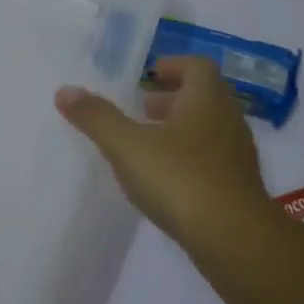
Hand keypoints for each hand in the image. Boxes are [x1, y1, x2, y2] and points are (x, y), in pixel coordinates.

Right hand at [55, 56, 272, 244]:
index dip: (173, 66)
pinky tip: (168, 180)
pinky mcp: (239, 187)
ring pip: (210, 129)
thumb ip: (97, 118)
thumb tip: (65, 91)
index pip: (197, 66)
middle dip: (174, 98)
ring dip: (182, 129)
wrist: (233, 238)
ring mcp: (238, 155)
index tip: (150, 75)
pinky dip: (191, 157)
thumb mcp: (128, 146)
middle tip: (144, 109)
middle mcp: (229, 120)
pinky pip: (214, 159)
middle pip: (205, 97)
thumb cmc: (180, 179)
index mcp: (207, 99)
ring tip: (150, 144)